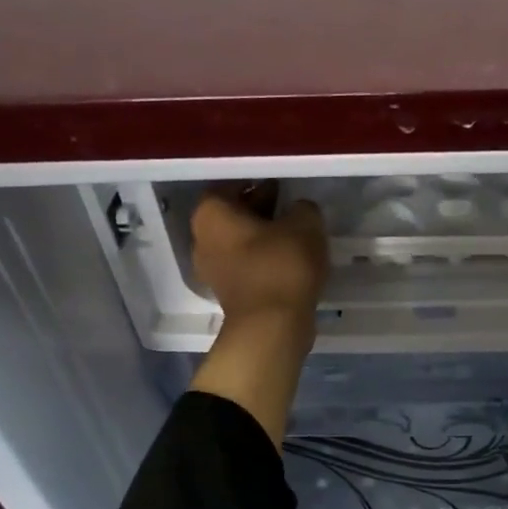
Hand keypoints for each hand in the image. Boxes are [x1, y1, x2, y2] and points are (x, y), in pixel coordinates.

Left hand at [188, 183, 328, 448]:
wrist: (272, 327)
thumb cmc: (282, 265)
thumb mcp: (305, 225)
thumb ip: (302, 209)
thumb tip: (299, 210)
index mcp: (211, 214)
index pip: (229, 185)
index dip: (255, 182)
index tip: (280, 184)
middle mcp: (202, 239)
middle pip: (231, 215)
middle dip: (259, 208)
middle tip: (289, 205)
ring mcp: (212, 270)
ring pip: (239, 242)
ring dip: (263, 236)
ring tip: (295, 233)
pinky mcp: (229, 293)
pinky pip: (246, 265)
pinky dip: (264, 259)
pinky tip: (290, 259)